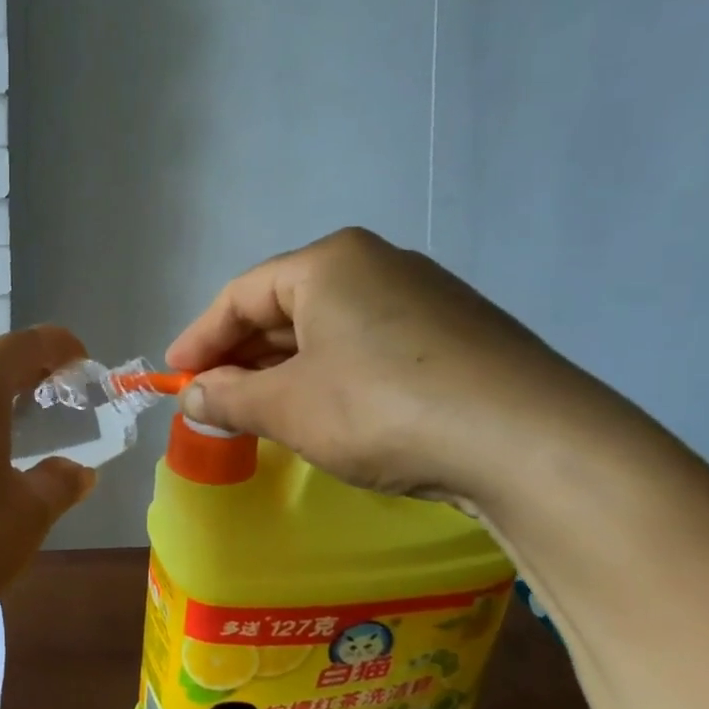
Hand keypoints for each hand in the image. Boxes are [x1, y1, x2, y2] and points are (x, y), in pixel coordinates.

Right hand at [166, 228, 600, 506]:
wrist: (533, 444)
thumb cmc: (381, 409)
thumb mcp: (287, 407)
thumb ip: (228, 397)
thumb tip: (194, 397)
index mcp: (328, 263)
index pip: (240, 295)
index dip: (200, 338)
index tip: (175, 376)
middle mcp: (376, 265)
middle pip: (284, 308)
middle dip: (242, 356)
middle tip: (212, 397)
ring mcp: (423, 297)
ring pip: (327, 329)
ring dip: (284, 369)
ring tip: (258, 410)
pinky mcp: (456, 334)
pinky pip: (367, 345)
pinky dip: (329, 375)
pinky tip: (323, 410)